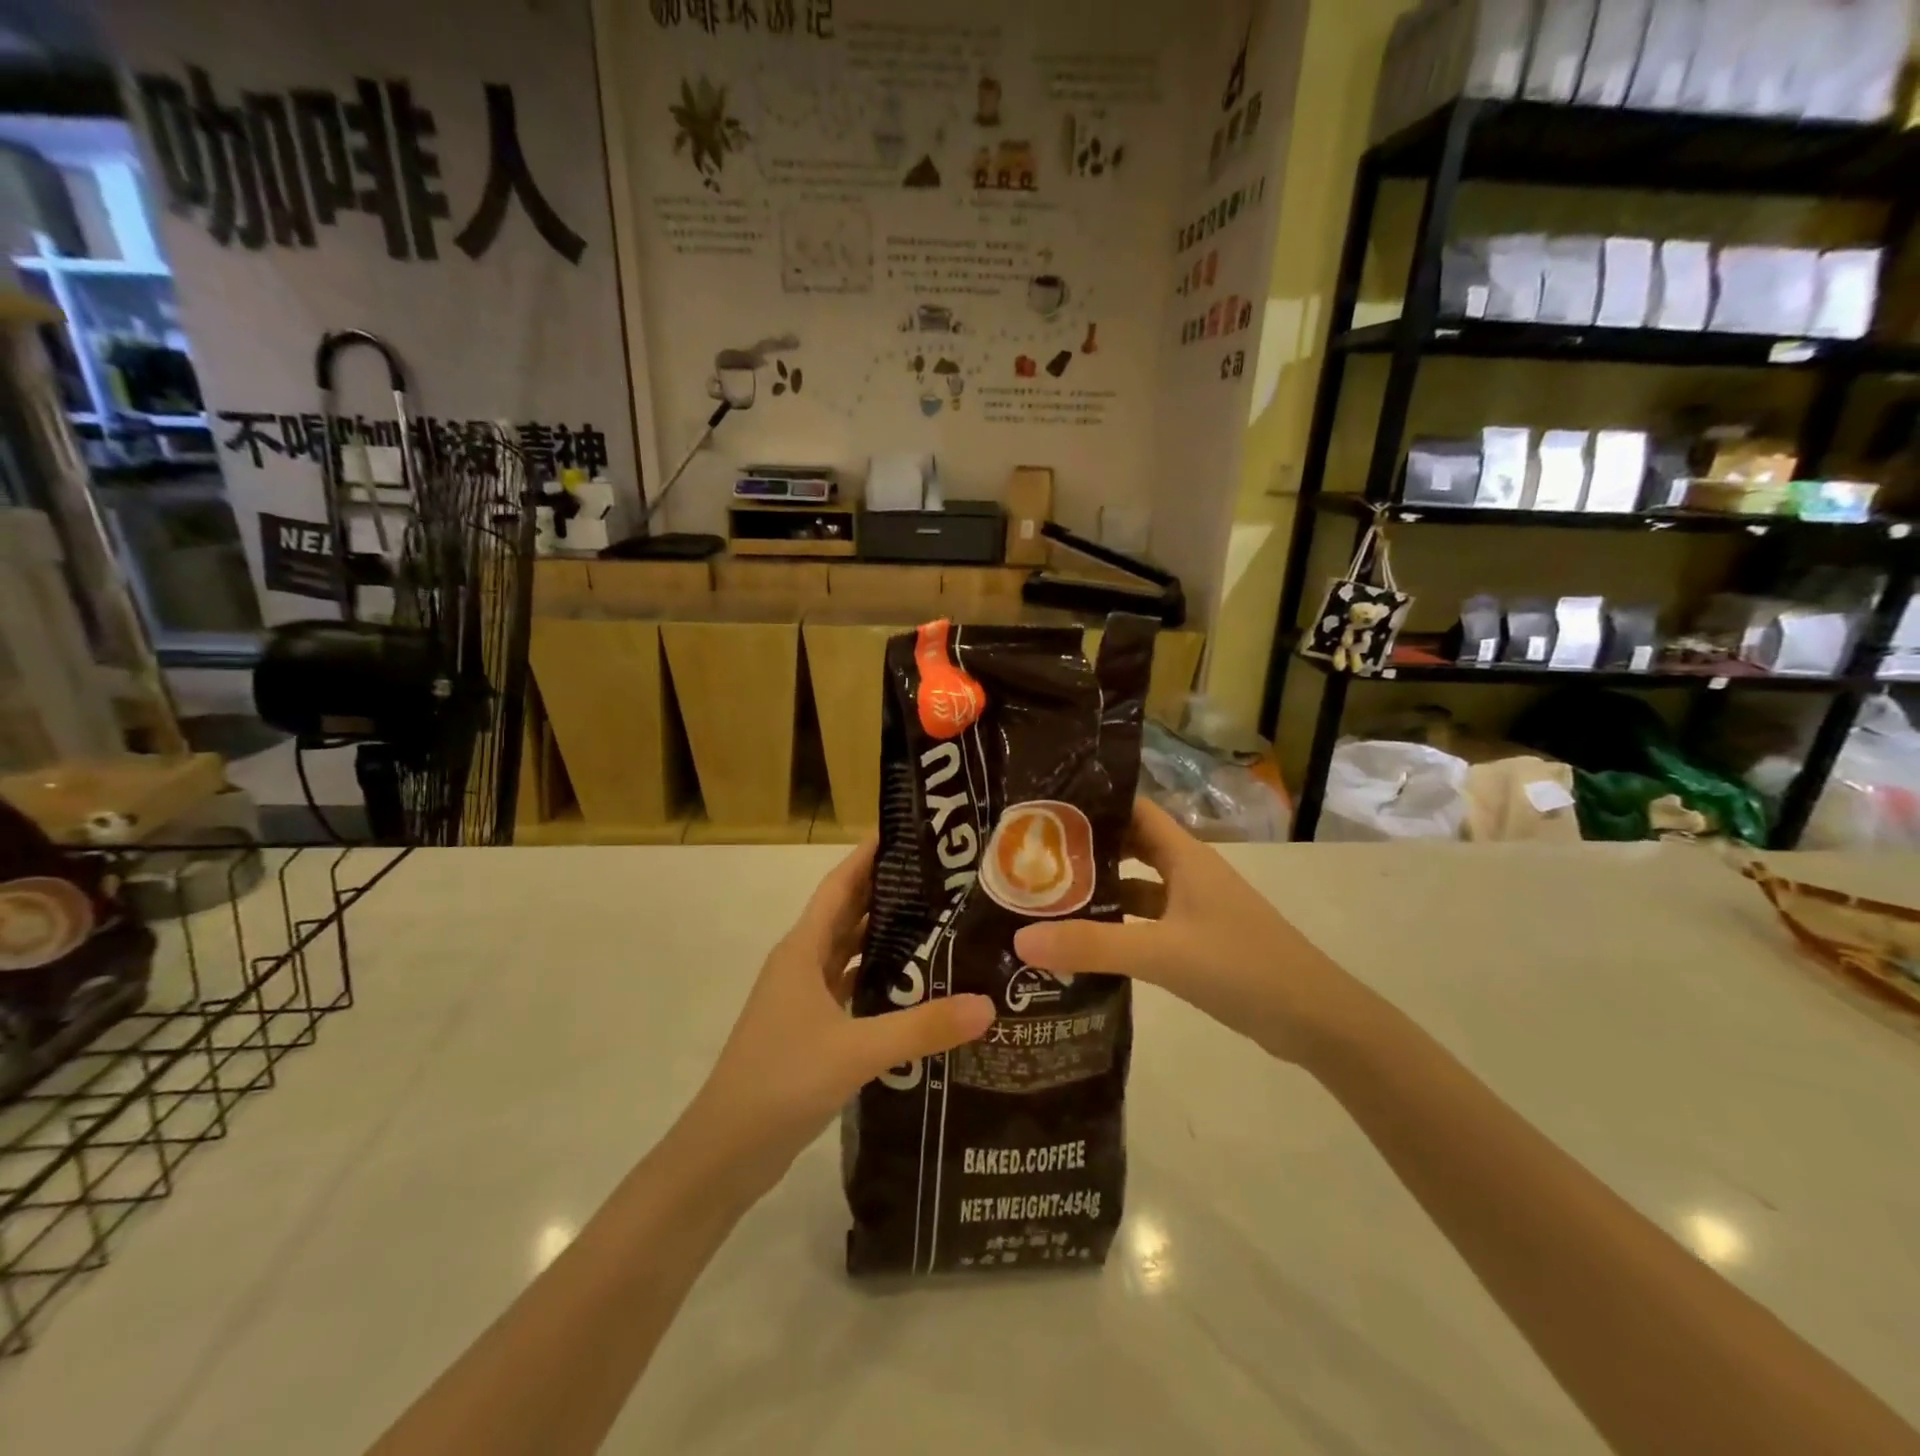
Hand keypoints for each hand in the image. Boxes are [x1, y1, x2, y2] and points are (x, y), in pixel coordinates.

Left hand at [679, 839, 995, 1189]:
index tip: (905, 830)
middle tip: (940, 875)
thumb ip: (922, 1027)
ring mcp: (804, 1000)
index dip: (867, 856)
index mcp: (802, 950)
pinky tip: (915, 985)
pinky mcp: (811, 1031)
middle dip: (886, 891)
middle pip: (847, 914)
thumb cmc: (781, 1081)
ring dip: (884, 935)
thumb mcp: (856, 1051)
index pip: (839, 886)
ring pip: (850, 953)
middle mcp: (801, 965)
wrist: (725, 1152)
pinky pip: (851, 989)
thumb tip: (987, 1005)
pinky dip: (879, 979)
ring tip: (937, 920)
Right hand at [1013, 799, 1353, 1062]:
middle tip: (1031, 854)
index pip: (1133, 809)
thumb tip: (1020, 939)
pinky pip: (1147, 921)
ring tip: (1047, 895)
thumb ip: (1093, 945)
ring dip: (1100, 889)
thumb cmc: (1242, 966)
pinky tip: (1086, 940)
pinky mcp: (1197, 941)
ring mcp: (1194, 908)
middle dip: (1086, 848)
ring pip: (1137, 886)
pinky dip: (1119, 924)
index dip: (1093, 803)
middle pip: (1129, 846)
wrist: (1316, 1020)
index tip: (1043, 807)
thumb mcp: (1162, 953)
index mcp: (1185, 855)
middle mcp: (1188, 872)